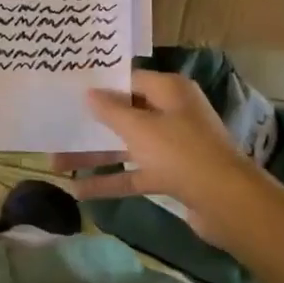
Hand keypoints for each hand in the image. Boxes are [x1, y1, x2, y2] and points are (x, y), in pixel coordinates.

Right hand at [59, 71, 269, 242]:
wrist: (227, 203)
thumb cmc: (180, 152)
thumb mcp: (139, 127)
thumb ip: (110, 110)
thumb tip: (89, 92)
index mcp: (170, 91)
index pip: (129, 79)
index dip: (101, 84)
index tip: (70, 88)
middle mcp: (173, 113)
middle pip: (126, 113)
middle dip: (92, 123)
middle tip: (58, 123)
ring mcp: (173, 146)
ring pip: (126, 145)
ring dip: (95, 154)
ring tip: (56, 161)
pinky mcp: (172, 175)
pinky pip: (135, 173)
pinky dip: (111, 180)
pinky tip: (80, 191)